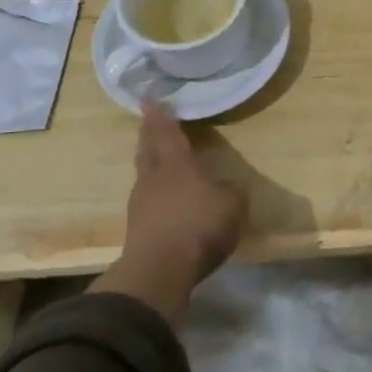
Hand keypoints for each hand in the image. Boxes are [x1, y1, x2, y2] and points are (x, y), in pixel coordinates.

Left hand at [90, 105, 247, 322]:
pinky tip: (164, 197)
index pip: (166, 132)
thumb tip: (225, 187)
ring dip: (150, 164)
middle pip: (148, 150)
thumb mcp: (232, 204)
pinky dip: (155, 192)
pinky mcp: (138, 230)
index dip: (161, 116)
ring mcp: (141, 205)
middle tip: (149, 122)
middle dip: (149, 135)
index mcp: (176, 164)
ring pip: (145, 175)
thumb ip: (231, 191)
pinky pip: (148, 200)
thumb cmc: (198, 225)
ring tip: (159, 159)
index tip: (151, 100)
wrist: (159, 272)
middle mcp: (154, 178)